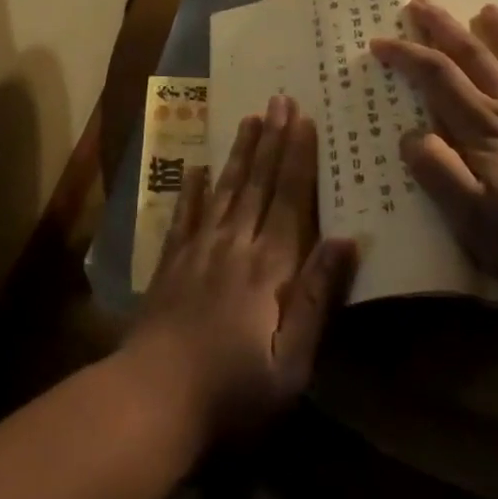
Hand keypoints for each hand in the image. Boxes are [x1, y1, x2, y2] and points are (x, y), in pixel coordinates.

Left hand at [123, 94, 357, 442]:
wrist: (151, 400)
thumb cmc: (231, 393)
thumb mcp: (290, 364)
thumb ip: (316, 298)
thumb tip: (346, 240)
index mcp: (268, 267)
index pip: (289, 199)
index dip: (298, 158)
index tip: (304, 119)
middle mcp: (234, 244)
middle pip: (258, 183)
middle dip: (272, 139)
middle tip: (280, 98)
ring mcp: (198, 249)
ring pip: (225, 189)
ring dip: (240, 152)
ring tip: (250, 117)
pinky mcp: (171, 262)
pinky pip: (185, 214)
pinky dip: (192, 189)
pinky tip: (197, 167)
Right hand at [370, 0, 497, 305]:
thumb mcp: (474, 223)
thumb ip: (439, 173)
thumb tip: (411, 134)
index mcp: (485, 129)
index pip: (436, 78)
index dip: (406, 55)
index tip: (380, 41)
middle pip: (474, 56)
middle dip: (443, 28)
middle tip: (420, 4)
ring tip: (487, 9)